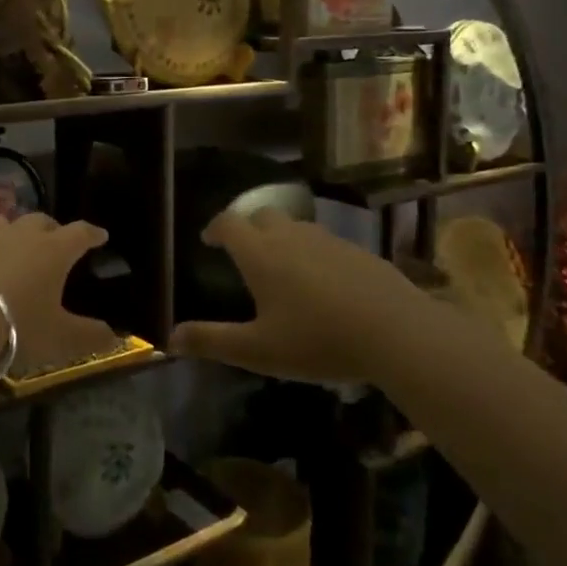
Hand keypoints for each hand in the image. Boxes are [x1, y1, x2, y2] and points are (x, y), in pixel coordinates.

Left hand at [0, 214, 117, 374]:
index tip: (99, 235)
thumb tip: (117, 337)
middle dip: (52, 230)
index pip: (81, 233)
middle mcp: (24, 233)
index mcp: (55, 250)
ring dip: (15, 232)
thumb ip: (91, 335)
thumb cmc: (18, 325)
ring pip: (7, 222)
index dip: (92, 234)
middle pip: (43, 221)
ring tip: (14, 247)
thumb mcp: (60, 338)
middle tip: (54, 243)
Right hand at [168, 208, 423, 381]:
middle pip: (262, 215)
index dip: (215, 228)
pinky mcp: (360, 252)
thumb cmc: (317, 340)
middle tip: (244, 252)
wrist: (397, 333)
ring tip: (283, 267)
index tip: (209, 240)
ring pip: (296, 227)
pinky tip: (325, 284)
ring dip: (282, 238)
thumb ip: (212, 342)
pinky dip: (315, 254)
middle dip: (248, 228)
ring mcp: (329, 241)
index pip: (228, 224)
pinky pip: (326, 243)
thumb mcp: (258, 350)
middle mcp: (291, 236)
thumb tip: (170, 339)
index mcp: (260, 254)